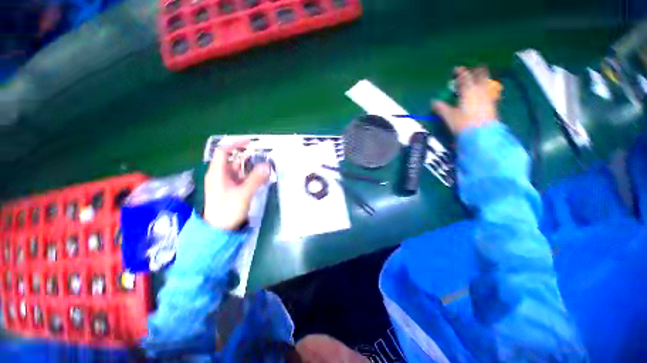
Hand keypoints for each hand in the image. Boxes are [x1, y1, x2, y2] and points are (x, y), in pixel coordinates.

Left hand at [204, 140, 269, 230]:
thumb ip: (256, 179)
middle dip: (248, 158)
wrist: (220, 230)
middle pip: (233, 160)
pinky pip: (241, 179)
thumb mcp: (243, 193)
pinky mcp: (231, 190)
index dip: (235, 144)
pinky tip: (261, 179)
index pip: (223, 151)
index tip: (249, 143)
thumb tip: (267, 165)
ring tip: (265, 168)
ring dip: (251, 168)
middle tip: (263, 157)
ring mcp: (226, 183)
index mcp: (217, 173)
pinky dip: (251, 177)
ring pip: (239, 170)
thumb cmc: (227, 210)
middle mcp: (220, 175)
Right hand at [432, 66, 498, 134]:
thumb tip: (433, 102)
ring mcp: (488, 97)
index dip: (460, 72)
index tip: (456, 69)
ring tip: (479, 78)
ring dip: (483, 78)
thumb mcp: (449, 116)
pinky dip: (486, 89)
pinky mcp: (492, 104)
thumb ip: (441, 108)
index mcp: (468, 91)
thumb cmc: (463, 124)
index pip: (465, 77)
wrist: (481, 134)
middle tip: (472, 70)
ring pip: (487, 82)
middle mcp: (480, 91)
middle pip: (481, 76)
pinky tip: (484, 92)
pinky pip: (490, 91)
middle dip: (476, 71)